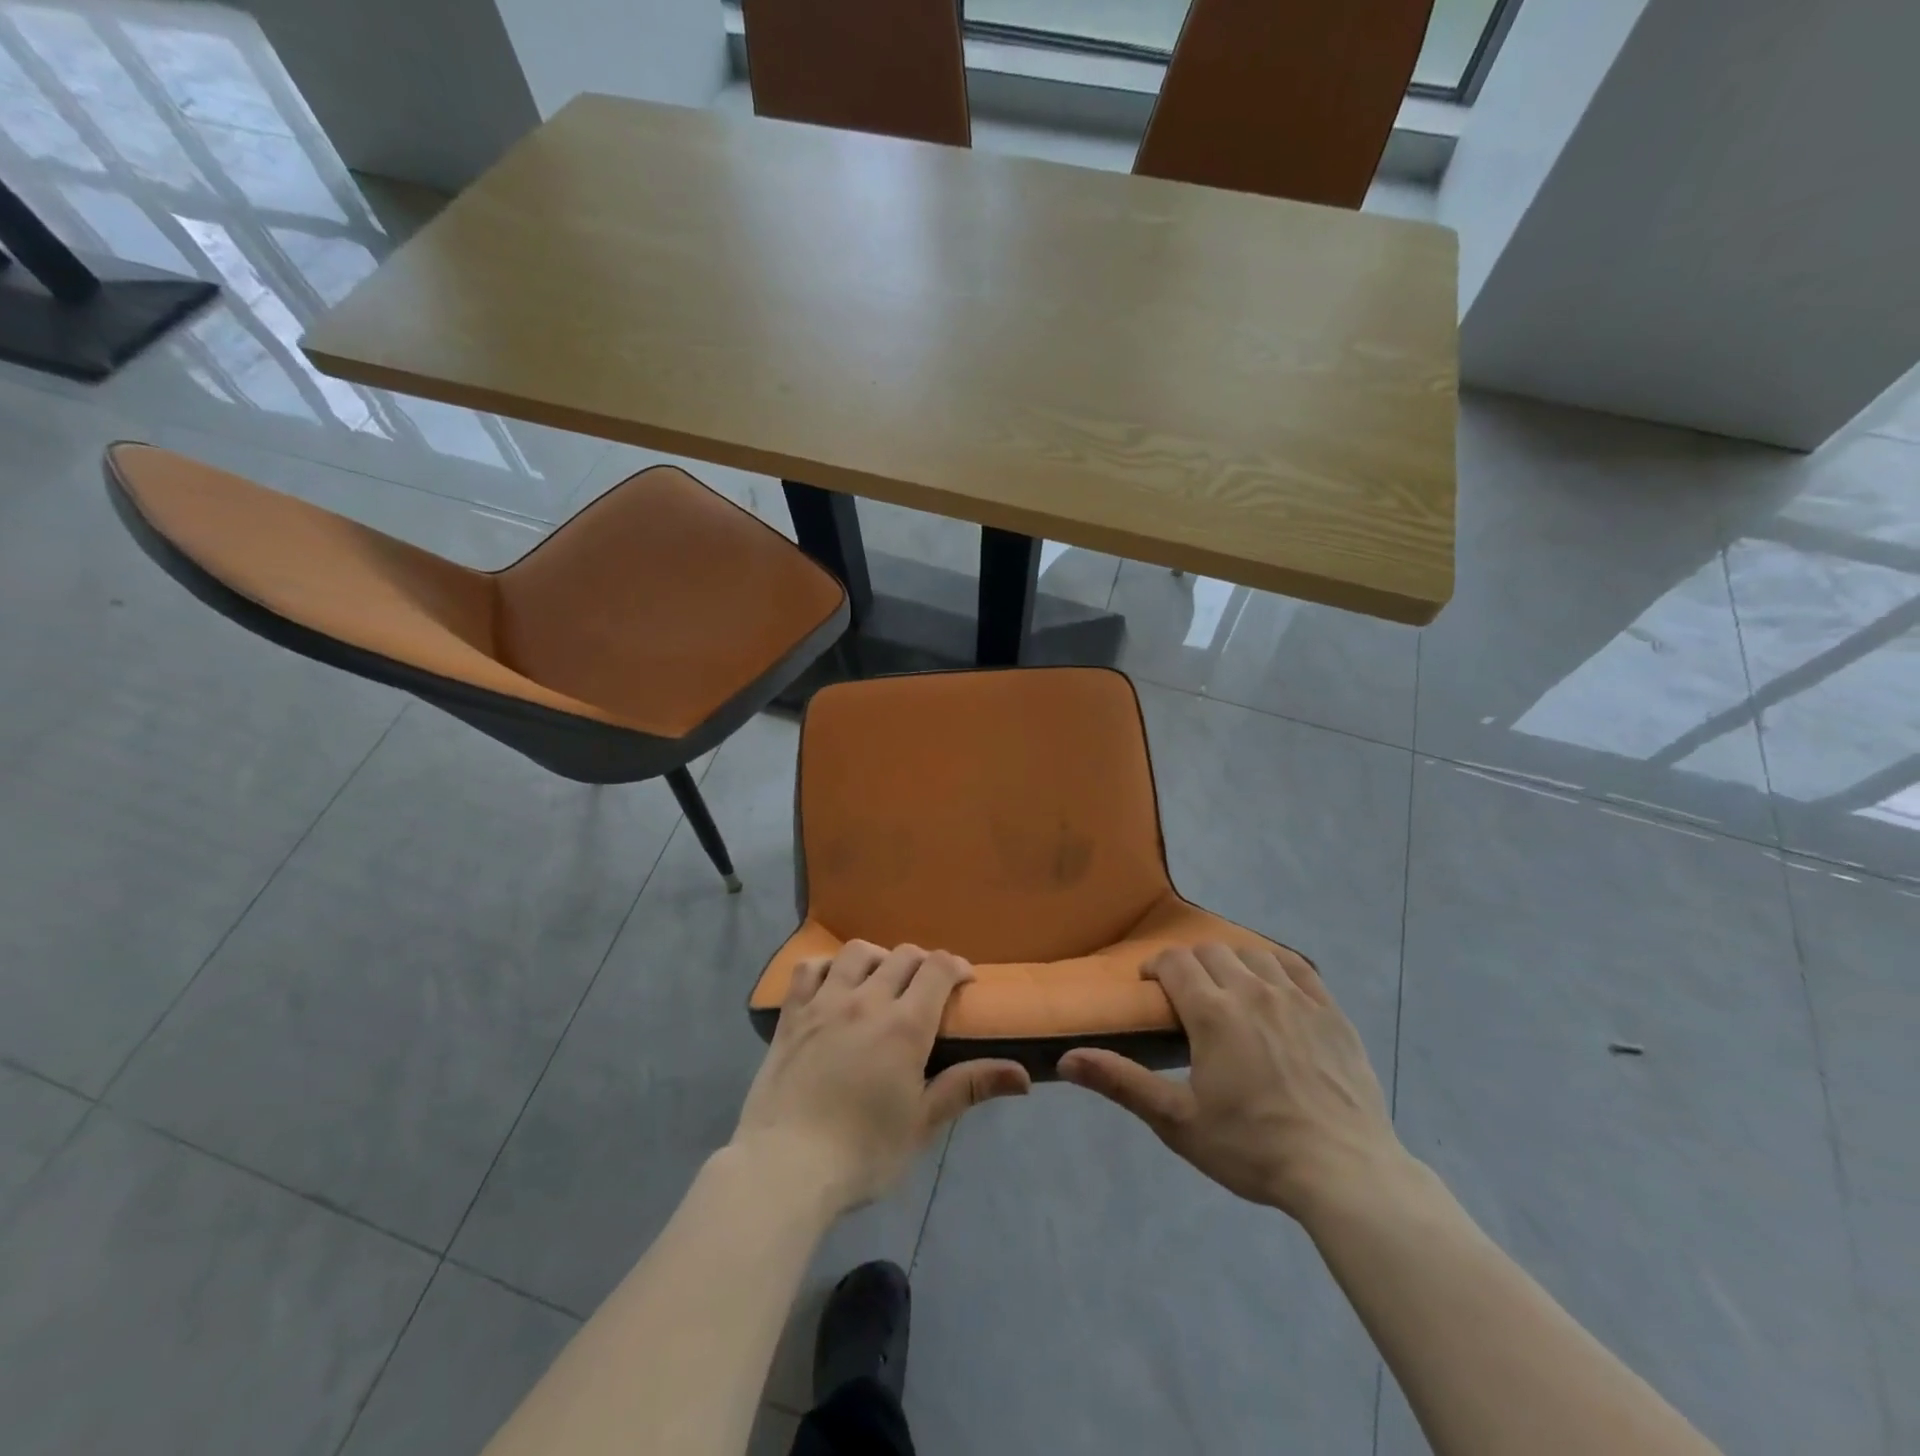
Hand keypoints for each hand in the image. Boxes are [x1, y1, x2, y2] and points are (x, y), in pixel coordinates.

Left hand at [732, 941, 1030, 1211]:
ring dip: (878, 957)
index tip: (964, 980)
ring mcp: (824, 1003)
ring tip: (881, 979)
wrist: (785, 1168)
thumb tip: (1024, 1075)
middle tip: (927, 988)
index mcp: (904, 1025)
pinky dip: (827, 966)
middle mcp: (867, 1000)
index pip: (938, 968)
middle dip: (923, 963)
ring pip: (857, 953)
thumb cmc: (863, 1153)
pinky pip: (809, 969)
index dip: (956, 965)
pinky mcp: (791, 1015)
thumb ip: (969, 1087)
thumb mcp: (923, 1123)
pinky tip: (834, 983)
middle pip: (902, 956)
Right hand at [1058, 944, 1407, 1222]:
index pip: (1174, 963)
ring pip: (1252, 953)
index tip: (1150, 987)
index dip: (1155, 967)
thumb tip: (1065, 1059)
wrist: (1343, 1172)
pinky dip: (1275, 965)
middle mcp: (1251, 991)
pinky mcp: (1330, 1012)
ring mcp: (1296, 998)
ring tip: (1226, 989)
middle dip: (1189, 964)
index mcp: (1212, 1012)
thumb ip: (1121, 1082)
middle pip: (1210, 952)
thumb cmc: (1253, 1149)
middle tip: (1185, 995)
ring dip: (1230, 962)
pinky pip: (1298, 967)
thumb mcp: (1177, 1122)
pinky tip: (1271, 984)